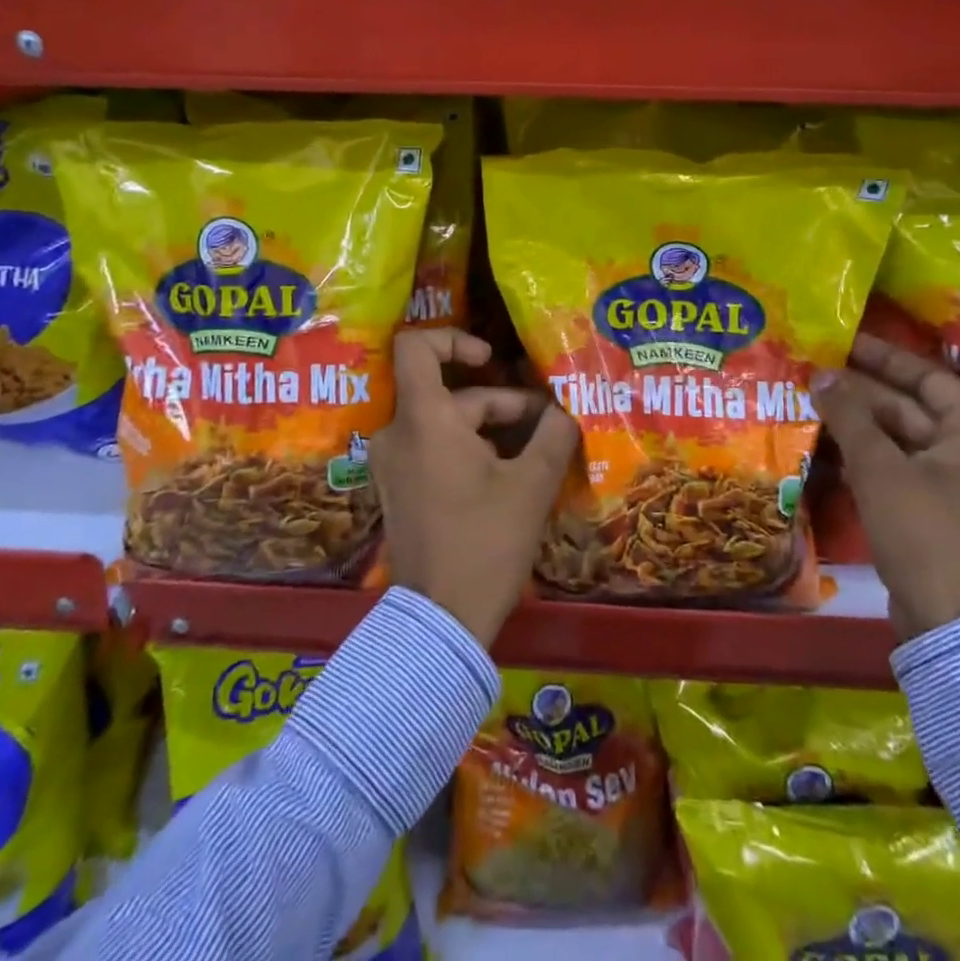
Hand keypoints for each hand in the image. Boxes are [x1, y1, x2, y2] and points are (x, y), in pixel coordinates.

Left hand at [371, 328, 579, 646]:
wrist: (440, 620)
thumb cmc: (485, 542)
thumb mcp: (531, 485)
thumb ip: (554, 435)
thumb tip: (566, 408)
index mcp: (423, 419)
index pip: (415, 346)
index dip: (454, 339)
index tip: (491, 360)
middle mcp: (397, 432)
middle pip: (448, 391)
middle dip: (500, 401)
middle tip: (546, 422)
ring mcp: (393, 462)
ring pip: (445, 421)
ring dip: (490, 427)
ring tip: (538, 449)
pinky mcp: (399, 487)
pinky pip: (433, 447)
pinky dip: (469, 448)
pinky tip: (510, 473)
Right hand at [811, 334, 959, 641]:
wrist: (950, 622)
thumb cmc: (923, 532)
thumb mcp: (880, 468)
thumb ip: (850, 416)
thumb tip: (823, 374)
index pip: (927, 377)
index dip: (884, 357)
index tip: (844, 340)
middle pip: (911, 406)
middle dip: (862, 390)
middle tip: (816, 370)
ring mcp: (956, 483)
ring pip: (901, 438)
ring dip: (859, 422)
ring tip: (813, 401)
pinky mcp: (936, 509)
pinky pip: (899, 466)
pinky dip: (867, 453)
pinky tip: (828, 443)